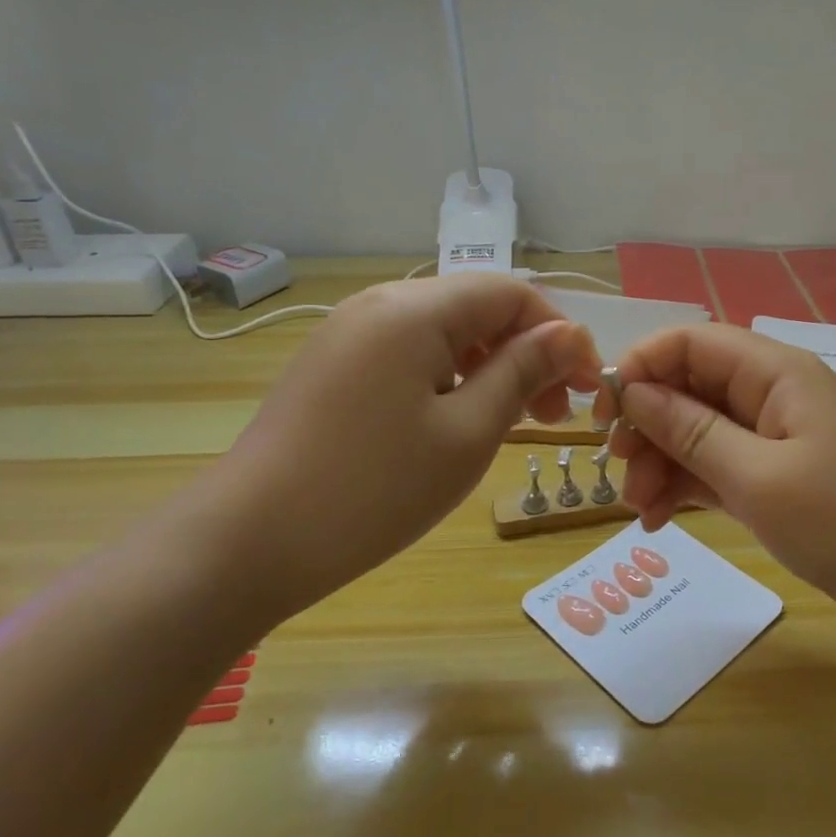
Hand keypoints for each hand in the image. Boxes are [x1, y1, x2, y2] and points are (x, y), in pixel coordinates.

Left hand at [186, 275, 601, 625]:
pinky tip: (459, 420)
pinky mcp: (333, 365)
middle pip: (477, 308)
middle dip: (527, 352)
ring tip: (514, 421)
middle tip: (555, 415)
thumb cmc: (374, 489)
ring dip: (491, 367)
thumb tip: (569, 333)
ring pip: (444, 332)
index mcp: (415, 309)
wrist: (247, 543)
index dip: (559, 333)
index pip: (510, 293)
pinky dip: (450, 377)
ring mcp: (349, 333)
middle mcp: (380, 304)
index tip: (588, 385)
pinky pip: (409, 354)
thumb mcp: (467, 431)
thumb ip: (523, 371)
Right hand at [601, 325, 835, 631]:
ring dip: (662, 464)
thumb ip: (692, 432)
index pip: (691, 342)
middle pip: (690, 388)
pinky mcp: (779, 476)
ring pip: (699, 432)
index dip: (641, 366)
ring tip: (639, 511)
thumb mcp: (759, 477)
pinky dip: (688, 487)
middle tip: (621, 471)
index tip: (605, 412)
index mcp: (775, 372)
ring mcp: (776, 437)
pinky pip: (719, 467)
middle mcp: (772, 394)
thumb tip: (634, 392)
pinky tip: (659, 519)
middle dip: (648, 425)